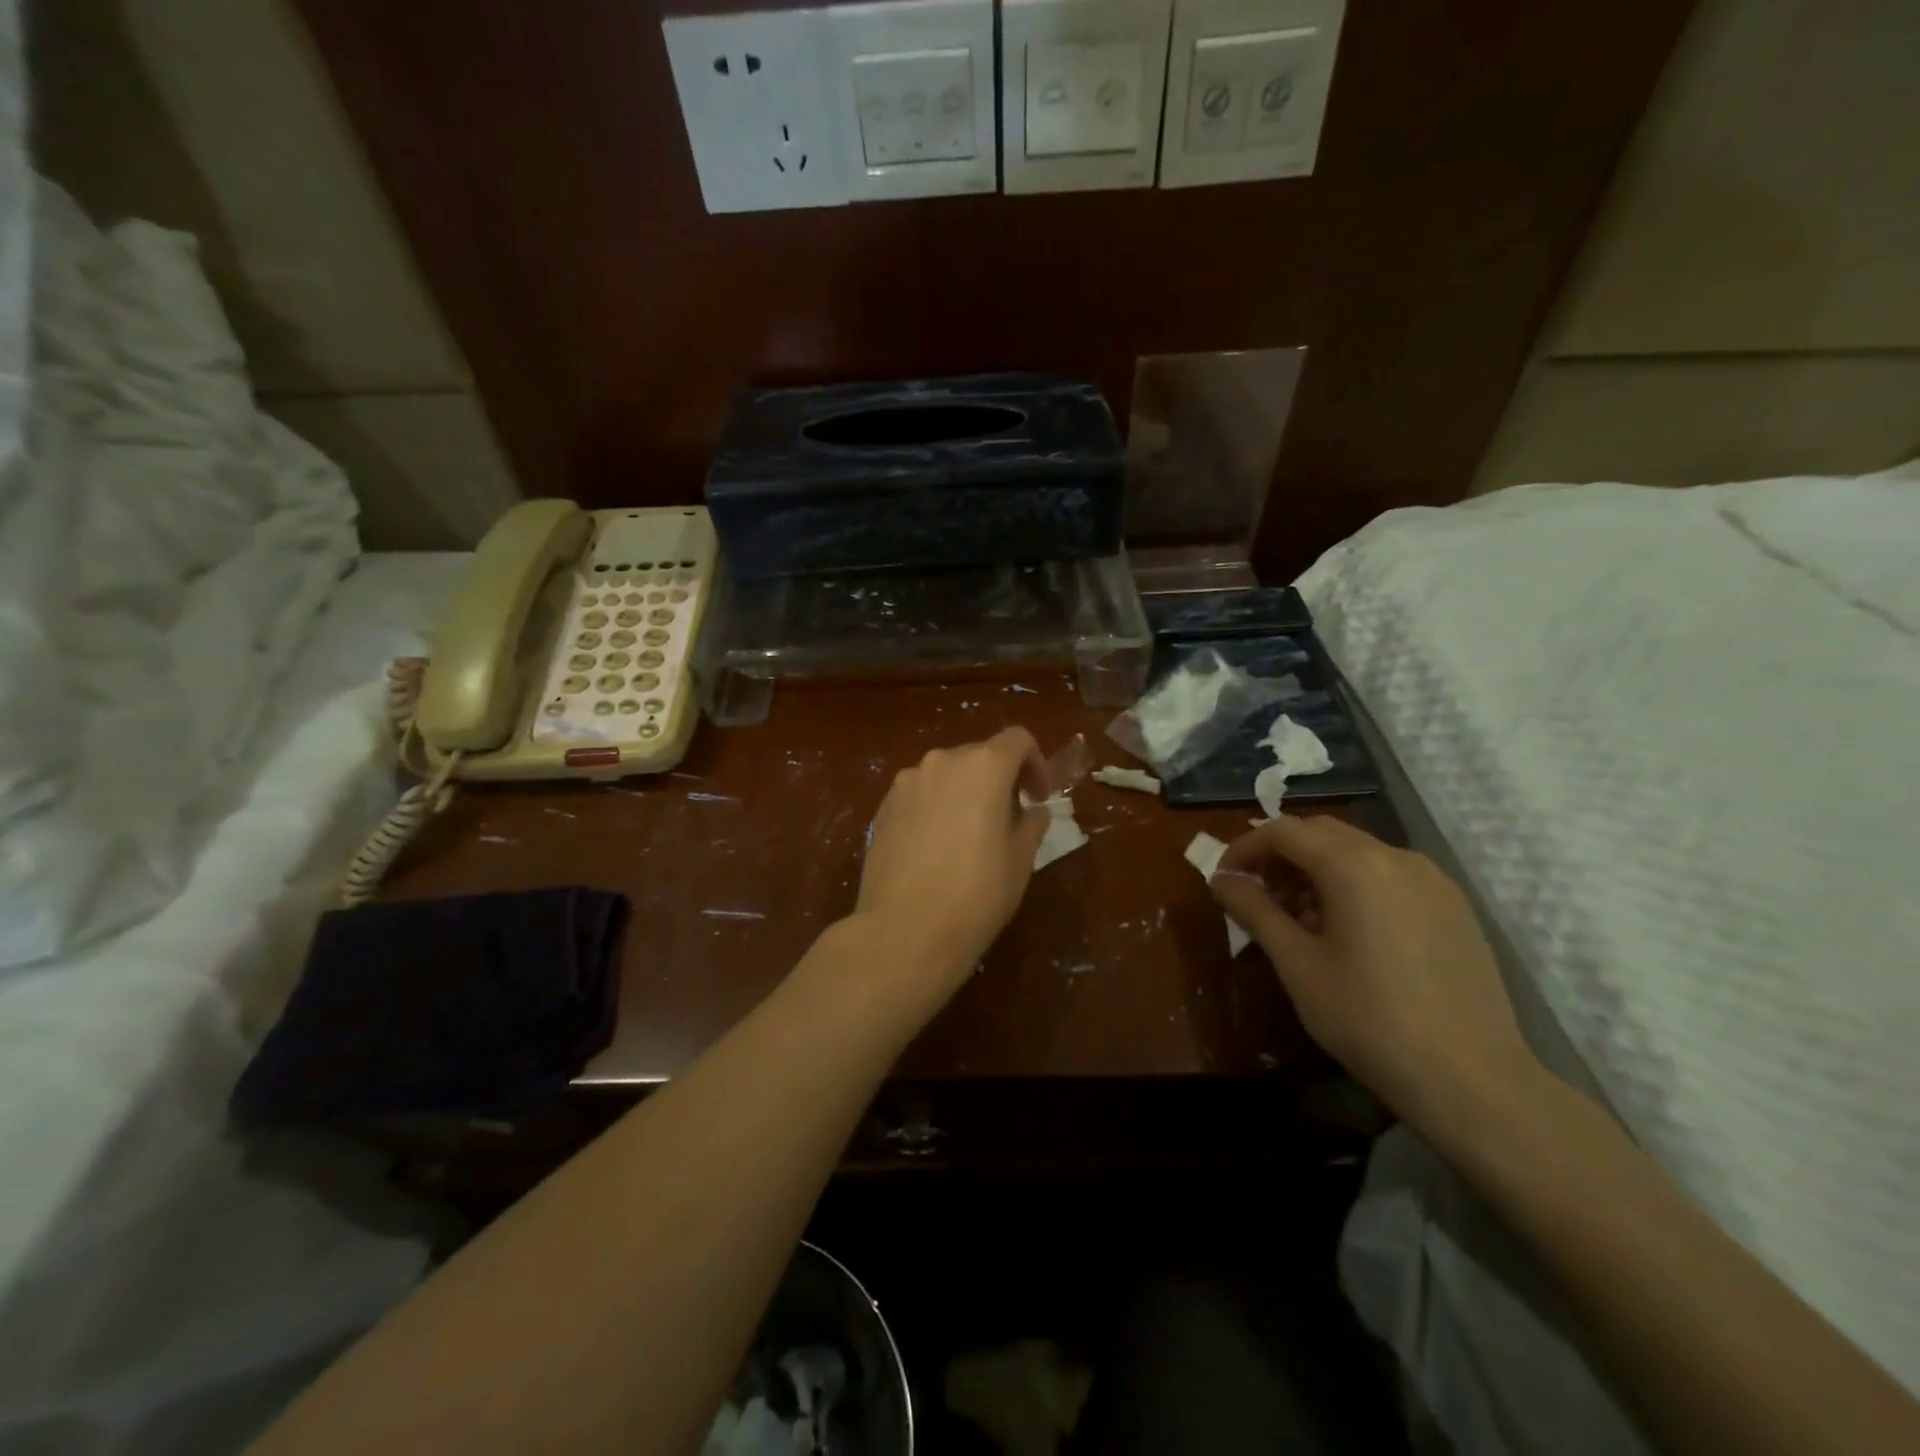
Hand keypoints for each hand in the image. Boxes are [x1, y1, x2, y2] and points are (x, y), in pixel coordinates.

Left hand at [854, 728, 1051, 994]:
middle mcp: (942, 761)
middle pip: (979, 755)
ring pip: (946, 774)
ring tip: (969, 835)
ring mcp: (906, 782)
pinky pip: (919, 794)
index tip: (1038, 798)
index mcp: (983, 766)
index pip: (1017, 740)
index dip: (1036, 763)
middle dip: (999, 779)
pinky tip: (936, 847)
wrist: (904, 931)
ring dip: (965, 792)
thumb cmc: (976, 894)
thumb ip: (1031, 824)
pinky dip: (935, 806)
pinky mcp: (883, 807)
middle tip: (1009, 819)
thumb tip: (1031, 810)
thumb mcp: (1020, 860)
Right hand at [1209, 814, 1538, 1136]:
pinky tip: (1348, 930)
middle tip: (1258, 894)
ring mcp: (1432, 879)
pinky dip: (1354, 883)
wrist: (1471, 1079)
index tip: (1225, 879)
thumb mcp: (1297, 964)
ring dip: (1317, 868)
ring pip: (1357, 851)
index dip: (1245, 847)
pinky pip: (1389, 874)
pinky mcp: (1453, 905)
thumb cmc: (1368, 1018)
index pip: (1284, 831)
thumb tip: (1221, 880)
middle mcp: (1395, 857)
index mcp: (1353, 865)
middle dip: (1281, 854)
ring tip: (1300, 918)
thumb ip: (1254, 911)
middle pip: (1321, 832)